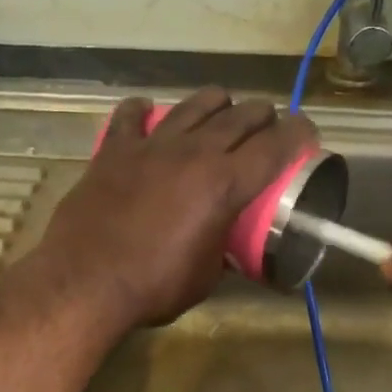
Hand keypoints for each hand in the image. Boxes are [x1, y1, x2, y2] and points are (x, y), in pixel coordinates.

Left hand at [33, 88, 316, 330]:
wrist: (86, 283)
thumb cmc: (153, 287)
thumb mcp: (205, 276)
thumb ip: (221, 249)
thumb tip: (223, 245)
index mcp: (225, 184)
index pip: (276, 145)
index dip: (299, 134)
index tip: (305, 134)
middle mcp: (194, 153)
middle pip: (241, 116)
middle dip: (263, 116)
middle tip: (266, 128)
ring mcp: (152, 146)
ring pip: (195, 104)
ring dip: (217, 104)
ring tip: (221, 112)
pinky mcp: (115, 150)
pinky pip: (132, 115)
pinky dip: (144, 111)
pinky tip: (149, 114)